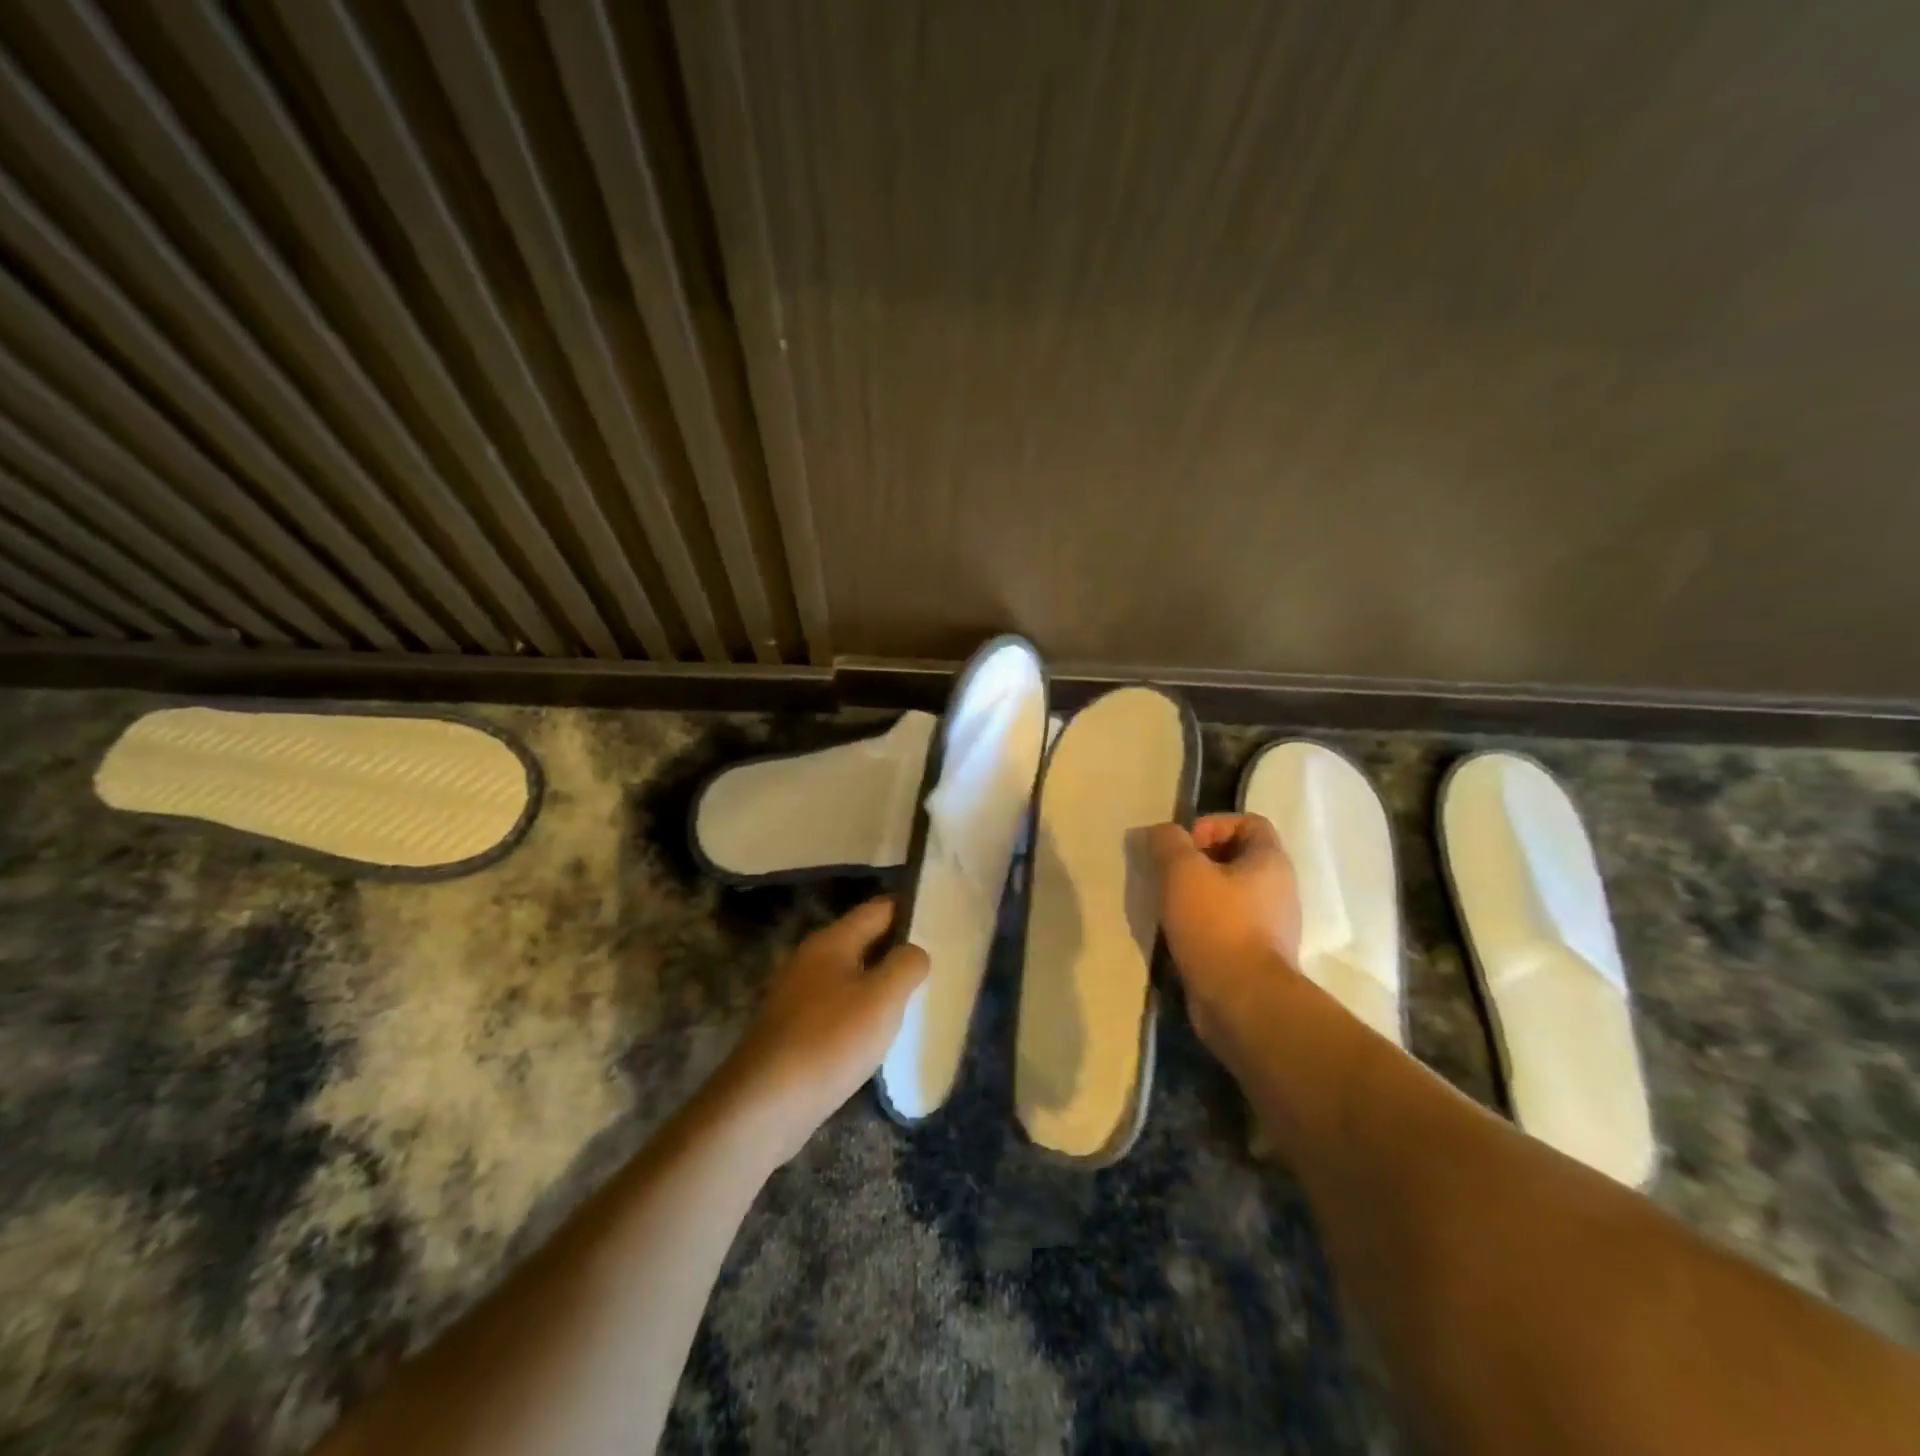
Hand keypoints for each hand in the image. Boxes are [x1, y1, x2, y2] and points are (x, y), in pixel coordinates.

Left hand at [717, 898, 928, 1163]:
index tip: (942, 921)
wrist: (764, 1105)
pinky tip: (878, 1032)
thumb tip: (914, 951)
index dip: (910, 909)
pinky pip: (838, 1004)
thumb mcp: (882, 999)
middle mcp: (811, 959)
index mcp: (832, 941)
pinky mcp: (794, 1027)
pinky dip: (861, 1009)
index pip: (878, 909)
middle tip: (937, 961)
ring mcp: (798, 994)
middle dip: (897, 947)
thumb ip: (906, 965)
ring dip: (880, 981)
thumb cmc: (830, 1041)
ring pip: (850, 974)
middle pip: (863, 940)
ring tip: (915, 996)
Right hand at [1147, 814, 1303, 1068]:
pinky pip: (1227, 926)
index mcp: (1271, 862)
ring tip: (1167, 905)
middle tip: (1168, 874)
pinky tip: (1177, 935)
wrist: (1242, 1001)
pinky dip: (1202, 924)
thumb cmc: (1216, 925)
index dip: (1213, 824)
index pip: (1250, 823)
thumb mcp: (1182, 871)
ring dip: (1197, 894)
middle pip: (1237, 858)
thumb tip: (1160, 832)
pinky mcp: (1256, 956)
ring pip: (1229, 894)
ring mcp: (1271, 926)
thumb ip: (1168, 843)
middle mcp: (1279, 890)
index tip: (1184, 845)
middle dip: (1198, 861)